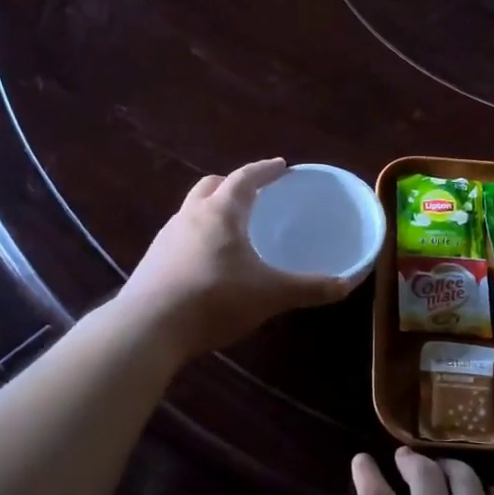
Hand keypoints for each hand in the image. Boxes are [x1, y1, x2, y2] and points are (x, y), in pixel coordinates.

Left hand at [120, 158, 355, 361]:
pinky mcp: (153, 262)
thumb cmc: (214, 299)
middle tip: (254, 194)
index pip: (245, 178)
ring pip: (192, 211)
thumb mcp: (270, 294)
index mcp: (221, 212)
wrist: (148, 328)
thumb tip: (345, 285)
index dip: (265, 170)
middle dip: (233, 185)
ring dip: (212, 211)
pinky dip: (198, 238)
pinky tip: (208, 263)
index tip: (281, 166)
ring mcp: (166, 238)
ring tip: (232, 229)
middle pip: (211, 186)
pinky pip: (180, 238)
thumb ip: (308, 288)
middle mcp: (190, 216)